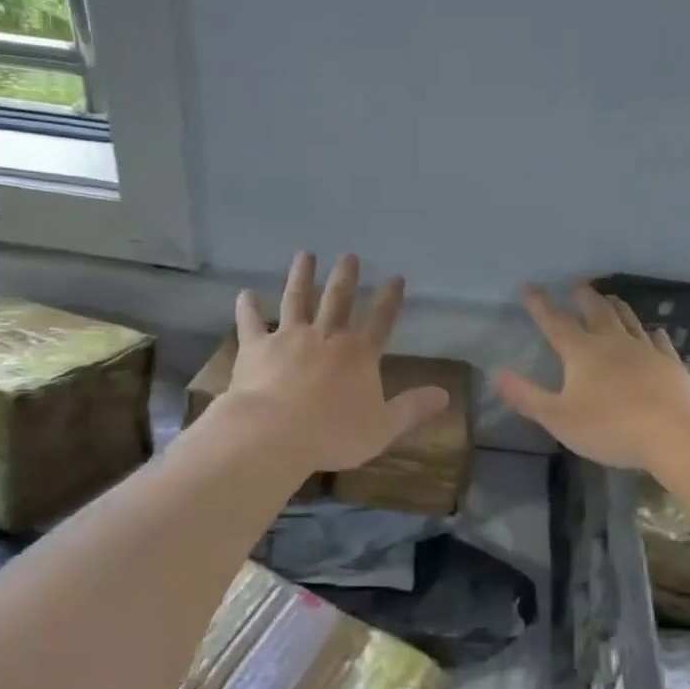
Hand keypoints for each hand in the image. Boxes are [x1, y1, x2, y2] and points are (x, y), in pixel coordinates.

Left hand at [230, 252, 450, 472]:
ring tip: (305, 254)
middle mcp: (326, 337)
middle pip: (338, 299)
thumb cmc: (333, 434)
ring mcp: (289, 338)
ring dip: (302, 276)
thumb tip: (445, 395)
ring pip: (297, 299)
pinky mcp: (256, 347)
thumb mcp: (383, 428)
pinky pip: (251, 322)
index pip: (380, 319)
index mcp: (358, 354)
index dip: (390, 298)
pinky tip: (244, 293)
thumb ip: (412, 409)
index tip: (395, 277)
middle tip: (348, 255)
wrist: (274, 433)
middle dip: (346, 276)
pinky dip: (248, 307)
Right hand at [496, 284, 689, 470]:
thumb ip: (527, 396)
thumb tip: (497, 374)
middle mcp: (613, 343)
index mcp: (582, 353)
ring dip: (616, 306)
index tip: (529, 286)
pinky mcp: (671, 365)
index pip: (555, 322)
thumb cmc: (611, 427)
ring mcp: (646, 351)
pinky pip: (660, 342)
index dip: (539, 304)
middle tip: (577, 282)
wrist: (677, 433)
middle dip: (583, 296)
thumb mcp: (558, 418)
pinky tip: (655, 332)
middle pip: (596, 312)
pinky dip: (653, 334)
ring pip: (628, 320)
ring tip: (610, 297)